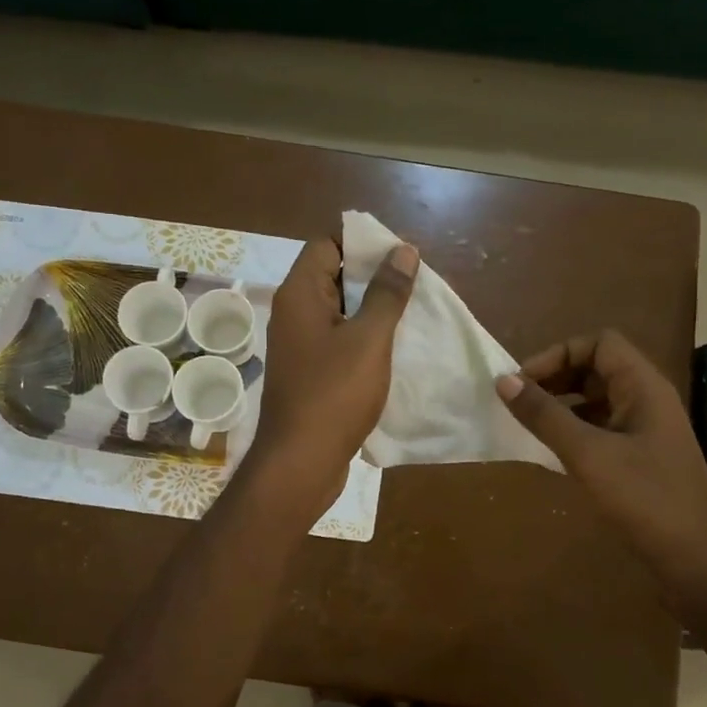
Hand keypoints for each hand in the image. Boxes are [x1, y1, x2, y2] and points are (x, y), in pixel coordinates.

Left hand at [244, 236, 417, 521]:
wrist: (301, 462)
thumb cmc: (334, 394)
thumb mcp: (369, 339)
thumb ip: (387, 293)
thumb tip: (403, 250)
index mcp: (299, 295)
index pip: (326, 245)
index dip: (362, 244)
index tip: (399, 256)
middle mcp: (293, 314)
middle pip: (332, 276)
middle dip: (373, 277)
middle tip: (413, 285)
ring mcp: (299, 346)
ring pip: (338, 312)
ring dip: (371, 311)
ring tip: (411, 314)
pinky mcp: (308, 373)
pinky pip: (337, 342)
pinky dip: (362, 339)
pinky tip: (393, 350)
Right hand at [495, 330, 706, 598]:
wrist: (697, 561)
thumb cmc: (645, 500)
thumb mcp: (588, 454)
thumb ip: (545, 416)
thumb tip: (504, 380)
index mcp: (644, 387)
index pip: (599, 343)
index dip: (559, 353)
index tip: (524, 381)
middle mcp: (647, 401)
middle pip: (597, 369)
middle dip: (556, 378)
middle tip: (518, 402)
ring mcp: (646, 432)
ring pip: (597, 401)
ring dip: (562, 406)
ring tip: (527, 424)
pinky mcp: (641, 460)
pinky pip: (601, 430)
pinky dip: (574, 432)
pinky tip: (551, 452)